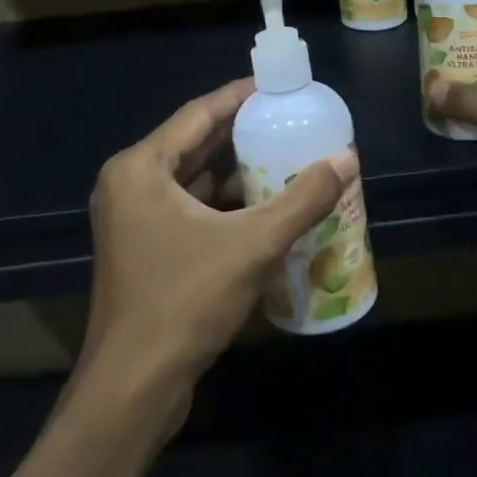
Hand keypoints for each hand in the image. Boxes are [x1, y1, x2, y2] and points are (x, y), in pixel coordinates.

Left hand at [84, 79, 352, 395]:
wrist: (133, 389)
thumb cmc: (184, 302)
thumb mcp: (252, 245)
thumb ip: (303, 200)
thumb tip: (347, 159)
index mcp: (140, 168)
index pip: (199, 113)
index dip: (241, 96)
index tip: (279, 87)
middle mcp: (130, 185)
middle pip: (194, 143)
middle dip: (242, 133)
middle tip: (290, 121)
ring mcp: (132, 220)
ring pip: (192, 180)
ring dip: (235, 171)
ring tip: (285, 158)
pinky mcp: (143, 249)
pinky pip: (188, 209)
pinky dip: (223, 204)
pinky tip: (263, 207)